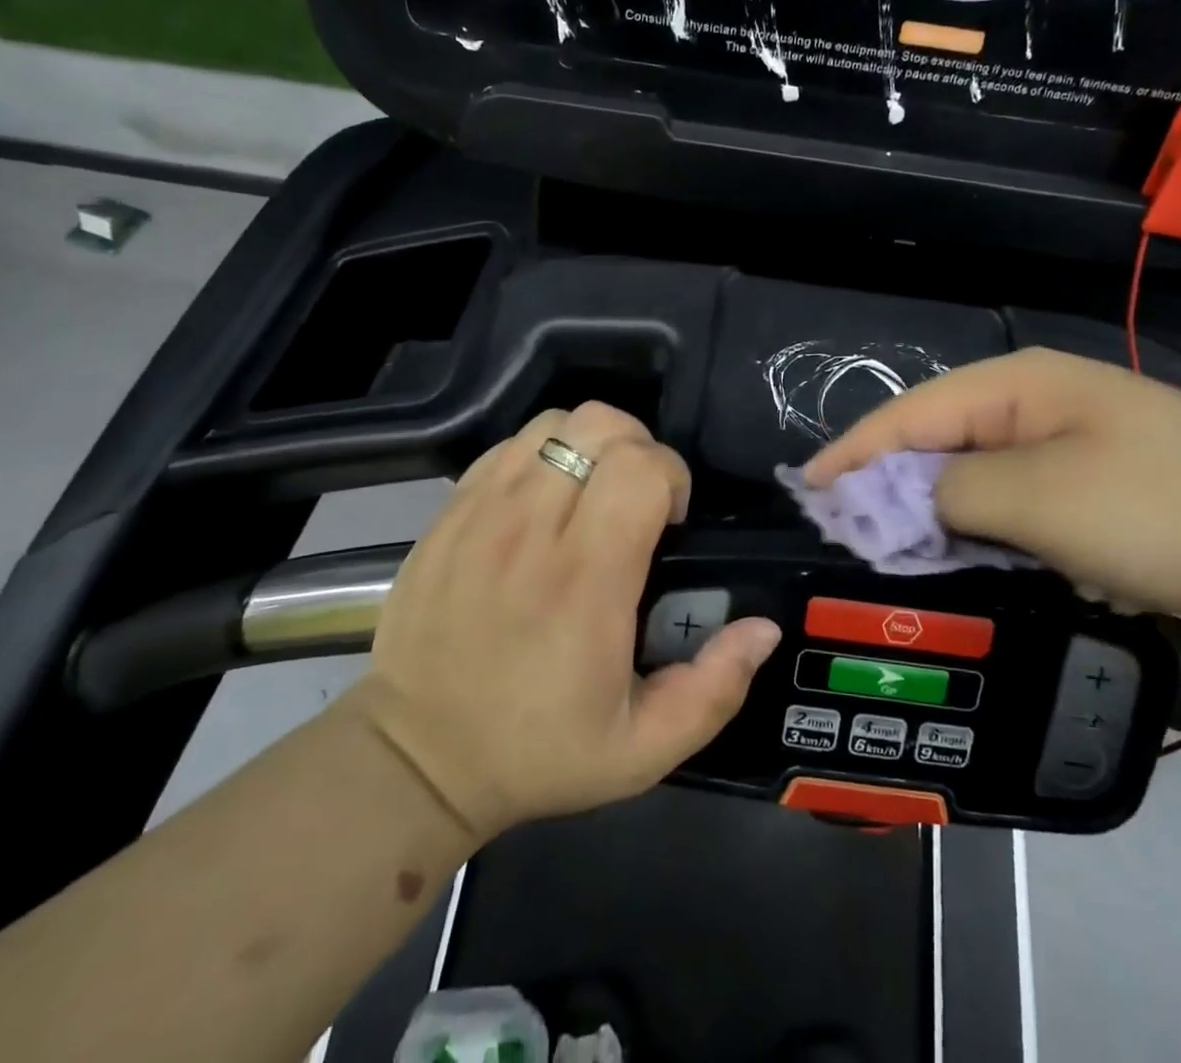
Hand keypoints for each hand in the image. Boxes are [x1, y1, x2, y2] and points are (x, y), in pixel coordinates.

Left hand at [347, 403, 781, 843]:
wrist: (415, 757)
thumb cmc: (536, 750)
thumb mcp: (643, 750)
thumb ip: (715, 689)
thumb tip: (764, 628)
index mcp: (586, 580)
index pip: (640, 468)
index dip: (672, 476)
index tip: (670, 520)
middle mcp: (532, 530)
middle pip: (600, 426)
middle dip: (639, 449)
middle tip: (638, 501)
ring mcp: (483, 512)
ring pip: (554, 423)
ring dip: (591, 445)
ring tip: (594, 494)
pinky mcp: (450, 511)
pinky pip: (509, 445)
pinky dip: (543, 453)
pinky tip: (546, 500)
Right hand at [805, 348, 1180, 635]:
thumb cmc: (1163, 510)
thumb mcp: (1038, 499)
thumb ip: (950, 492)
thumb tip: (900, 498)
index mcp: (1020, 384)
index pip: (910, 413)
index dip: (853, 453)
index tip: (805, 494)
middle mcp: (1042, 401)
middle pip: (940, 440)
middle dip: (890, 485)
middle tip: (846, 533)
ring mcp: (1077, 440)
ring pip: (979, 474)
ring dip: (938, 512)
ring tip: (897, 551)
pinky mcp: (1103, 483)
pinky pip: (1019, 500)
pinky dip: (987, 528)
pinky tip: (977, 557)